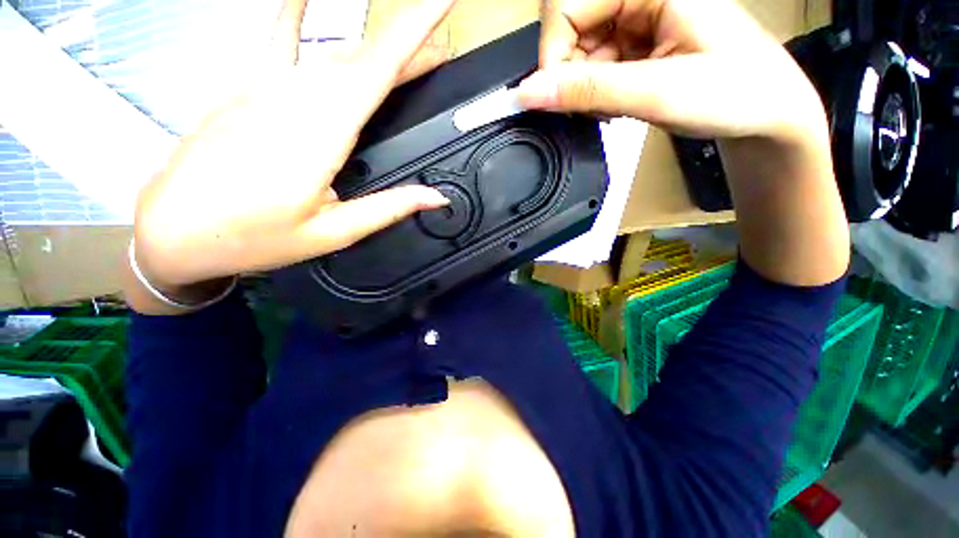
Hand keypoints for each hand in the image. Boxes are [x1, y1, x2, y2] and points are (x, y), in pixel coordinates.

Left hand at [133, 0, 457, 292]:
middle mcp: (291, 96)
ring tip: (407, 55)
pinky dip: (295, 16)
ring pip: (331, 53)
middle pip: (360, 58)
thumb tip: (435, 197)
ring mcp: (261, 86)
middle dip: (406, 49)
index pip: (375, 70)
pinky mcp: (243, 89)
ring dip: (374, 49)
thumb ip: (388, 208)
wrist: (173, 231)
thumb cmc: (253, 238)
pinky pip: (276, 41)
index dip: (411, 33)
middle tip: (440, 57)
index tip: (441, 3)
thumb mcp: (333, 232)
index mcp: (318, 134)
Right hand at [519, 0, 848, 286]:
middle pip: (570, 30)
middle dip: (572, 77)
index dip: (554, 56)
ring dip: (586, 89)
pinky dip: (597, 93)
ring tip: (616, 106)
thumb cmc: (733, 93)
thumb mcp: (655, 92)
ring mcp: (637, 20)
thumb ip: (587, 90)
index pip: (565, 6)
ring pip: (579, 54)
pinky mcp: (637, 44)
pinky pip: (595, 67)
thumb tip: (527, 93)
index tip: (563, 98)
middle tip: (597, 105)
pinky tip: (619, 103)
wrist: (765, 113)